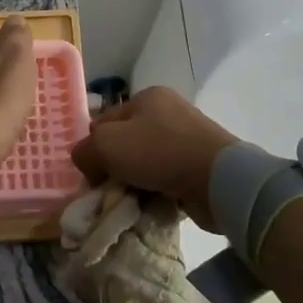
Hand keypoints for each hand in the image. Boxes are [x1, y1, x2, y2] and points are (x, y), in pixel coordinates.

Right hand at [70, 86, 238, 229]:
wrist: (217, 179)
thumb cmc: (158, 152)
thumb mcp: (106, 145)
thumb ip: (85, 151)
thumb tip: (86, 163)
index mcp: (147, 97)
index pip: (105, 121)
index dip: (93, 147)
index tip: (92, 174)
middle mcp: (168, 112)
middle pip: (125, 143)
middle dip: (114, 169)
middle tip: (108, 191)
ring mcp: (187, 139)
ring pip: (145, 164)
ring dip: (135, 184)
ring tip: (130, 202)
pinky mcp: (200, 165)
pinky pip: (166, 179)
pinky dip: (156, 192)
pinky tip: (151, 205)